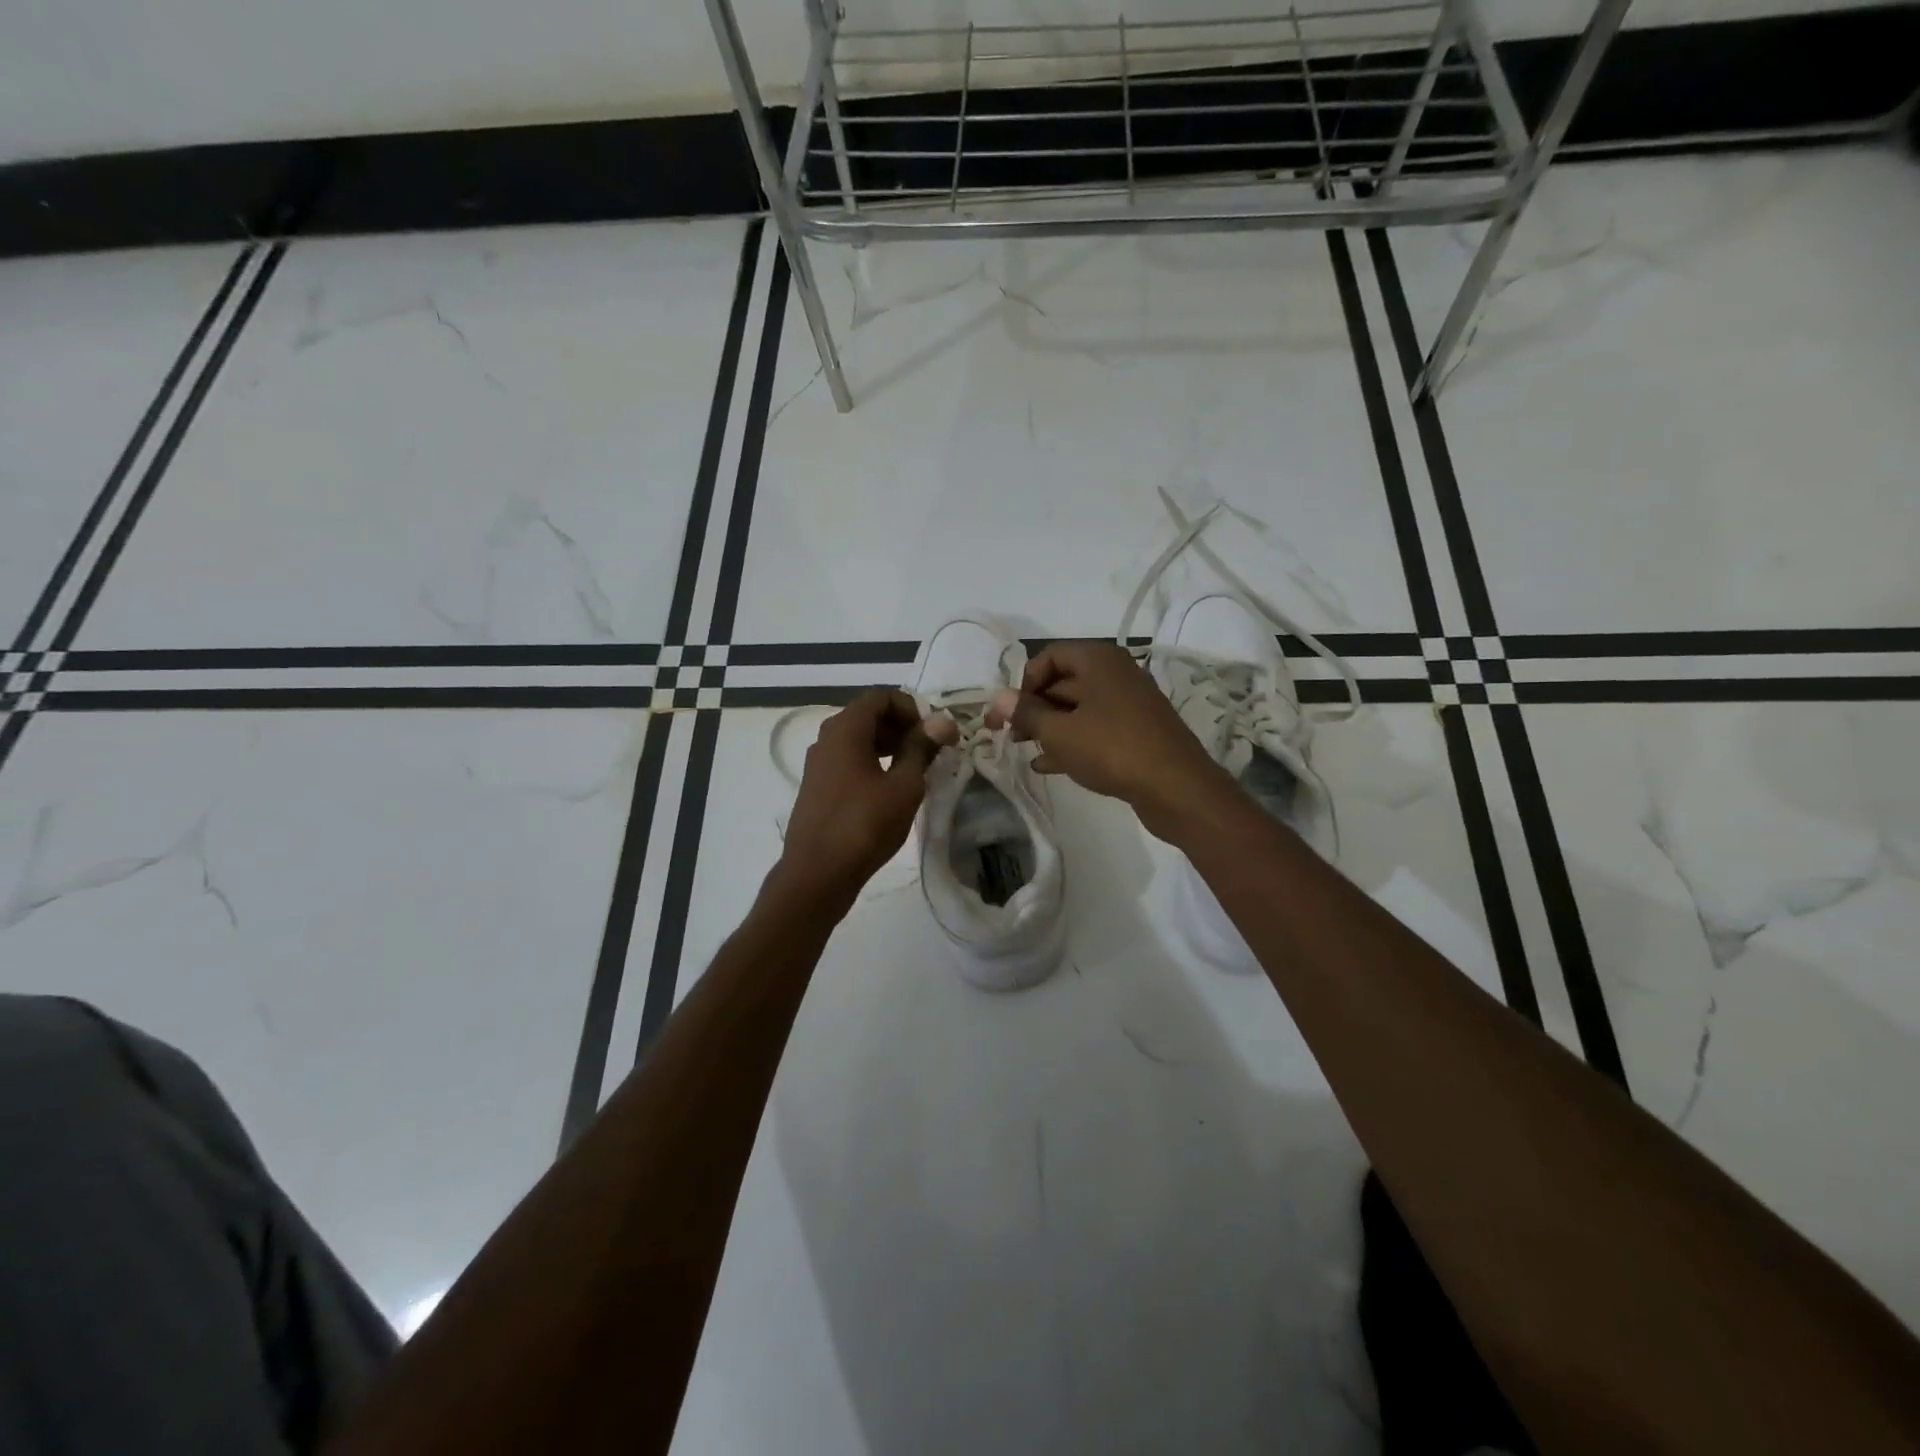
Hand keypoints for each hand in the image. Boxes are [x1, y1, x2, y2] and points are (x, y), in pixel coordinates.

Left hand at [777, 688, 953, 903]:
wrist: (817, 874)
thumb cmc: (864, 825)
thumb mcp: (904, 786)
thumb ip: (922, 748)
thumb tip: (942, 720)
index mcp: (845, 730)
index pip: (880, 697)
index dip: (911, 707)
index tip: (933, 732)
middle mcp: (826, 739)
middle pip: (867, 716)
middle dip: (901, 726)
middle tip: (930, 751)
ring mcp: (818, 764)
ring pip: (857, 740)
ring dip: (888, 746)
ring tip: (915, 771)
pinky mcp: (817, 788)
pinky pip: (848, 761)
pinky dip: (872, 764)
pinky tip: (890, 791)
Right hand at [987, 640, 1231, 843]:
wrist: (1176, 786)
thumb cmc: (1111, 749)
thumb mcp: (1059, 732)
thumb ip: (1026, 713)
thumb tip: (998, 697)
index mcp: (1098, 660)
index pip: (1049, 656)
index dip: (1024, 681)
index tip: (1010, 711)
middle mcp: (1116, 673)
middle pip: (1063, 681)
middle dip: (1033, 707)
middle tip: (1009, 734)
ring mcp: (1129, 703)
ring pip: (1079, 708)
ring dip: (1049, 727)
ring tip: (1024, 750)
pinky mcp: (1137, 731)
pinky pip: (1096, 728)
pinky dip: (1072, 741)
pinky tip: (1049, 765)